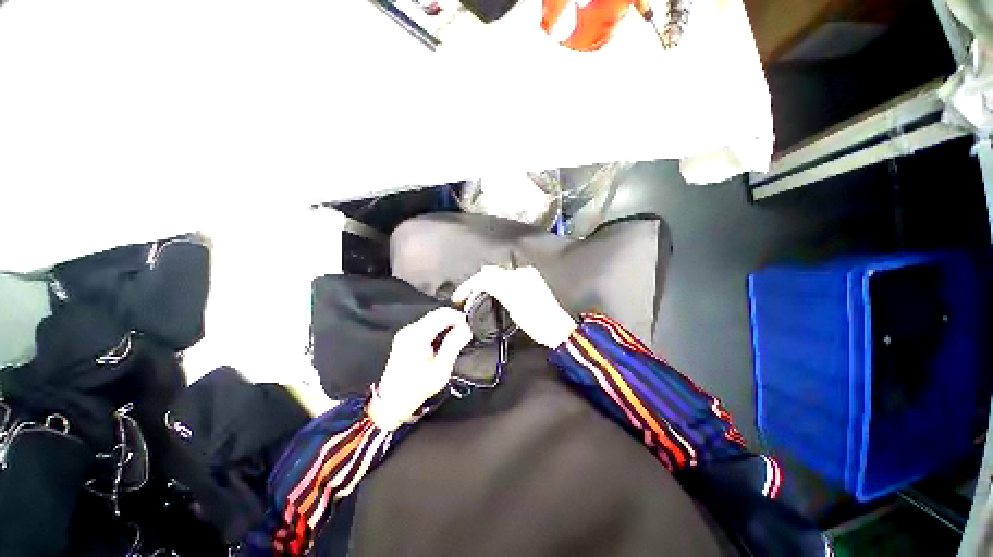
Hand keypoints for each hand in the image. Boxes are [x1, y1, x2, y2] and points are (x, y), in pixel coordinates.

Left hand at [368, 307, 472, 430]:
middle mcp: (409, 329)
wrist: (392, 402)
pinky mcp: (405, 337)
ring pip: (433, 319)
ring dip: (446, 326)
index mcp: (416, 335)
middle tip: (464, 335)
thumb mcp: (441, 368)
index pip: (442, 313)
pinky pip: (427, 327)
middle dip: (454, 321)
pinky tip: (443, 344)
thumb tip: (466, 328)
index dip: (459, 317)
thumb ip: (454, 344)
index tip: (469, 328)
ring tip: (455, 340)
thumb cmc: (417, 388)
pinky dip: (438, 331)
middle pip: (437, 314)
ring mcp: (406, 333)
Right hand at [453, 266, 575, 349]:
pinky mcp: (528, 282)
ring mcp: (526, 277)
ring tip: (473, 296)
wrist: (557, 329)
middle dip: (475, 283)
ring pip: (497, 276)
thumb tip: (483, 274)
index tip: (460, 297)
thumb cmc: (537, 323)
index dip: (470, 285)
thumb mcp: (515, 308)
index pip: (487, 276)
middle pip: (491, 273)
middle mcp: (522, 273)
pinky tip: (489, 294)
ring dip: (483, 285)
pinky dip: (494, 286)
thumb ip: (498, 288)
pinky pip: (505, 280)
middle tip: (463, 297)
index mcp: (518, 278)